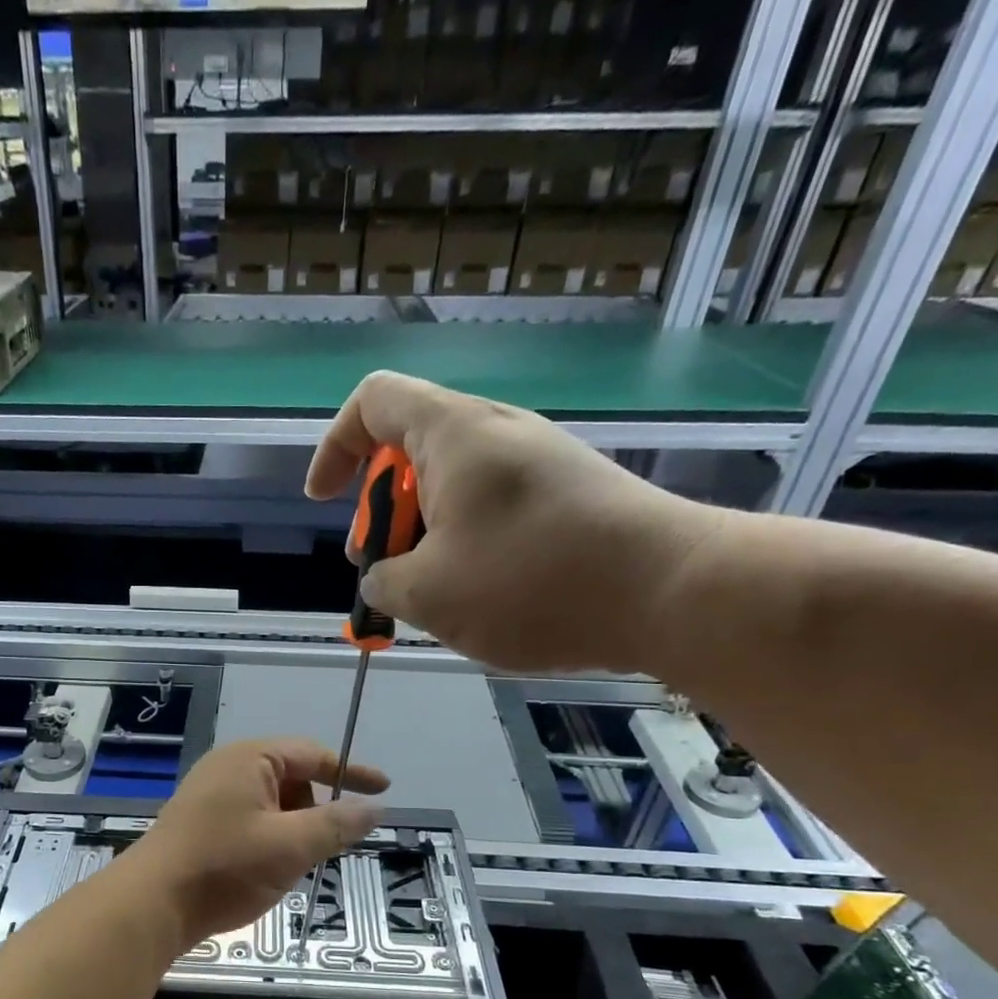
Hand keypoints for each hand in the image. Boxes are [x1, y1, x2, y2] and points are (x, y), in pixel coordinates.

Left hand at [129, 738, 387, 945]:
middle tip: (324, 847)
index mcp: (250, 758)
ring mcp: (209, 795)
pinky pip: (249, 820)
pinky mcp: (199, 823)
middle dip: (316, 810)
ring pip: (271, 804)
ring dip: (292, 829)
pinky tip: (264, 871)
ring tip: (290, 866)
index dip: (352, 772)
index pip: (313, 755)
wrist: (151, 904)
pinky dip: (269, 839)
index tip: (384, 789)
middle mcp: (227, 767)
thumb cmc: (224, 866)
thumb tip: (374, 808)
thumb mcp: (290, 846)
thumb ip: (336, 825)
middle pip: (292, 779)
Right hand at [305, 370, 724, 673]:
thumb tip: (383, 576)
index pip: (373, 401)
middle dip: (383, 513)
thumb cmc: (531, 582)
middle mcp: (497, 432)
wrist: (672, 592)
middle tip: (385, 570)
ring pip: (453, 488)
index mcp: (452, 434)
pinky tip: (482, 597)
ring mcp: (540, 462)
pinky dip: (468, 546)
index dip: (335, 446)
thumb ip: (382, 581)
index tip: (325, 501)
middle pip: (411, 451)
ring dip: (425, 538)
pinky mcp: (570, 494)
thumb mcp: (428, 594)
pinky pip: (494, 508)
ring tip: (434, 596)